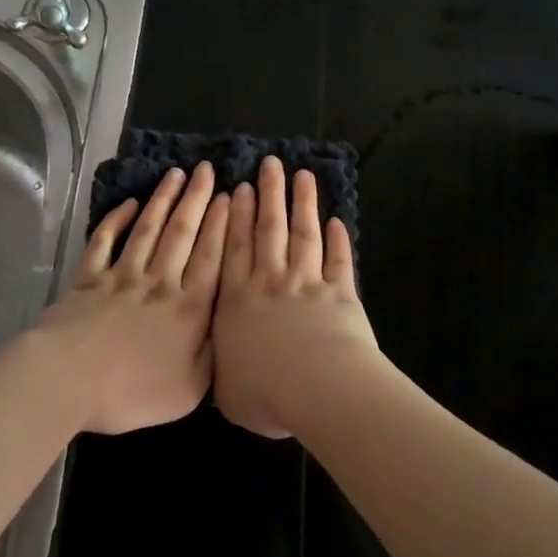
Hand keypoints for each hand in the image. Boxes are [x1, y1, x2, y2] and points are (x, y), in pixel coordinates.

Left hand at [28, 162, 228, 434]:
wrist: (68, 380)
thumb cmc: (132, 391)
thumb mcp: (190, 389)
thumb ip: (213, 356)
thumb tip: (229, 330)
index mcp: (188, 308)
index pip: (210, 257)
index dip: (221, 224)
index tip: (228, 194)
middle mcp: (159, 283)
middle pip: (181, 233)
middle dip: (196, 199)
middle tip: (206, 169)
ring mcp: (121, 277)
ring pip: (147, 230)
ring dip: (162, 200)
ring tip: (175, 174)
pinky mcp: (88, 279)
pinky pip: (104, 242)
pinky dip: (115, 220)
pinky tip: (128, 204)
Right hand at [212, 155, 381, 437]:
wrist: (317, 388)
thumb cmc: (265, 392)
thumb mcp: (226, 389)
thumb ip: (221, 367)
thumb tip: (217, 362)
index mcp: (236, 301)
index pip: (234, 249)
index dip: (236, 217)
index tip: (240, 188)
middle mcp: (269, 282)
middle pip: (268, 229)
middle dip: (269, 194)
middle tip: (269, 164)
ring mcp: (306, 283)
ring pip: (303, 234)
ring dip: (303, 204)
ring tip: (302, 176)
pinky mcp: (340, 292)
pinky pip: (338, 260)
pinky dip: (339, 241)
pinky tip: (337, 222)